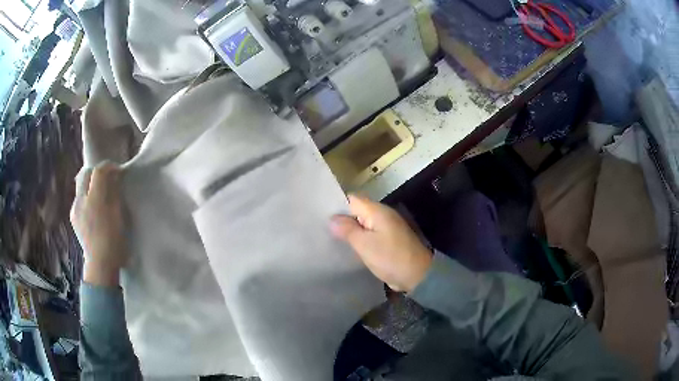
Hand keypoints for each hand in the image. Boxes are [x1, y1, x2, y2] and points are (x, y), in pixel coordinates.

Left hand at [71, 164, 127, 286]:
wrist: (100, 264)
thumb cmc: (114, 241)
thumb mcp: (119, 215)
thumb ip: (115, 193)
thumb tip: (114, 177)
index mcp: (95, 198)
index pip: (99, 171)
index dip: (108, 167)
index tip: (117, 171)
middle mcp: (82, 199)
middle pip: (86, 173)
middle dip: (96, 172)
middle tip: (107, 179)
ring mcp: (75, 208)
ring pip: (81, 185)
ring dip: (90, 184)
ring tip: (99, 194)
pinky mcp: (73, 217)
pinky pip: (79, 198)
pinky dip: (86, 197)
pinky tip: (92, 209)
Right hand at [330, 195, 432, 292]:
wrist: (417, 275)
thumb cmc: (390, 257)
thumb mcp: (365, 244)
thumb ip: (347, 229)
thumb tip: (332, 219)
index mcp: (377, 211)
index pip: (352, 199)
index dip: (336, 204)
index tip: (319, 213)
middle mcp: (382, 215)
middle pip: (356, 210)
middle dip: (340, 218)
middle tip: (320, 226)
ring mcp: (386, 228)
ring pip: (362, 223)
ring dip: (349, 229)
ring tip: (328, 236)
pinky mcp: (388, 240)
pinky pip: (369, 234)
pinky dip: (358, 238)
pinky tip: (346, 246)